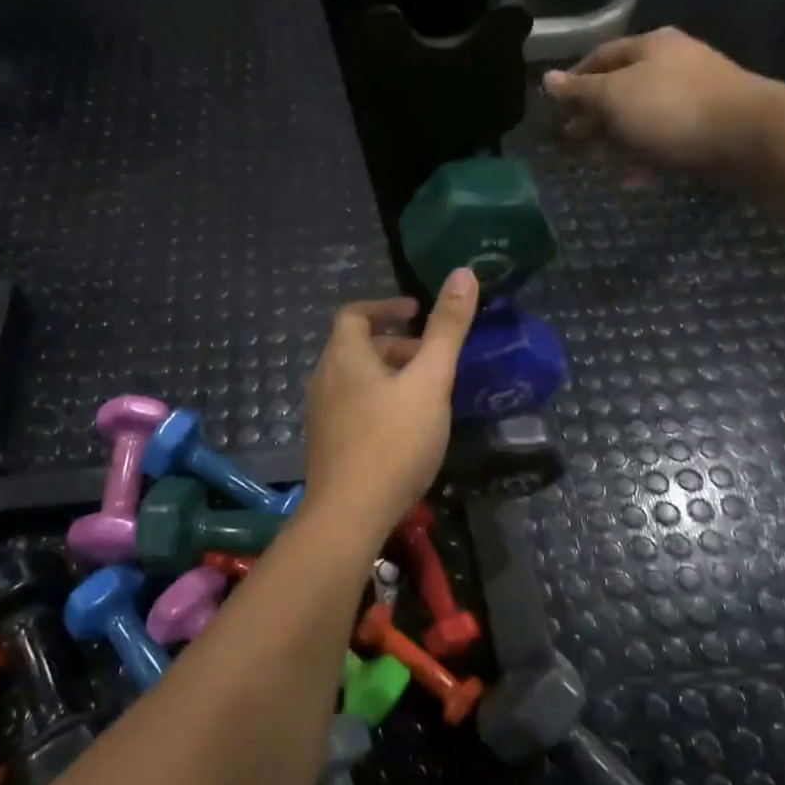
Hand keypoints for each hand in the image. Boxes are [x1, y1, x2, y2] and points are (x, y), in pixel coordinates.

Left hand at [301, 271, 479, 535]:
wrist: (350, 512)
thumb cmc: (393, 440)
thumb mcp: (430, 380)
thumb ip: (447, 328)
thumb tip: (463, 272)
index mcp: (344, 356)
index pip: (355, 313)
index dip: (386, 306)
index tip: (415, 312)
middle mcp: (324, 379)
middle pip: (355, 347)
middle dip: (394, 345)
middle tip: (429, 357)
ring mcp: (320, 414)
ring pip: (354, 380)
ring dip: (386, 375)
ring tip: (423, 392)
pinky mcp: (325, 444)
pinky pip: (351, 407)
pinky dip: (376, 402)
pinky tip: (403, 428)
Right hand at [542, 28, 775, 172]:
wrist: (747, 135)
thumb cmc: (671, 108)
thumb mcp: (614, 97)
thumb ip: (580, 92)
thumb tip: (547, 80)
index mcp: (650, 46)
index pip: (600, 56)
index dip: (574, 80)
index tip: (554, 106)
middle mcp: (672, 63)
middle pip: (621, 88)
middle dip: (593, 115)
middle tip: (569, 141)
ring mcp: (692, 95)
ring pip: (642, 117)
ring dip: (616, 140)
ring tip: (596, 162)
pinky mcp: (706, 127)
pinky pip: (665, 141)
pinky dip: (645, 157)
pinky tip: (632, 179)